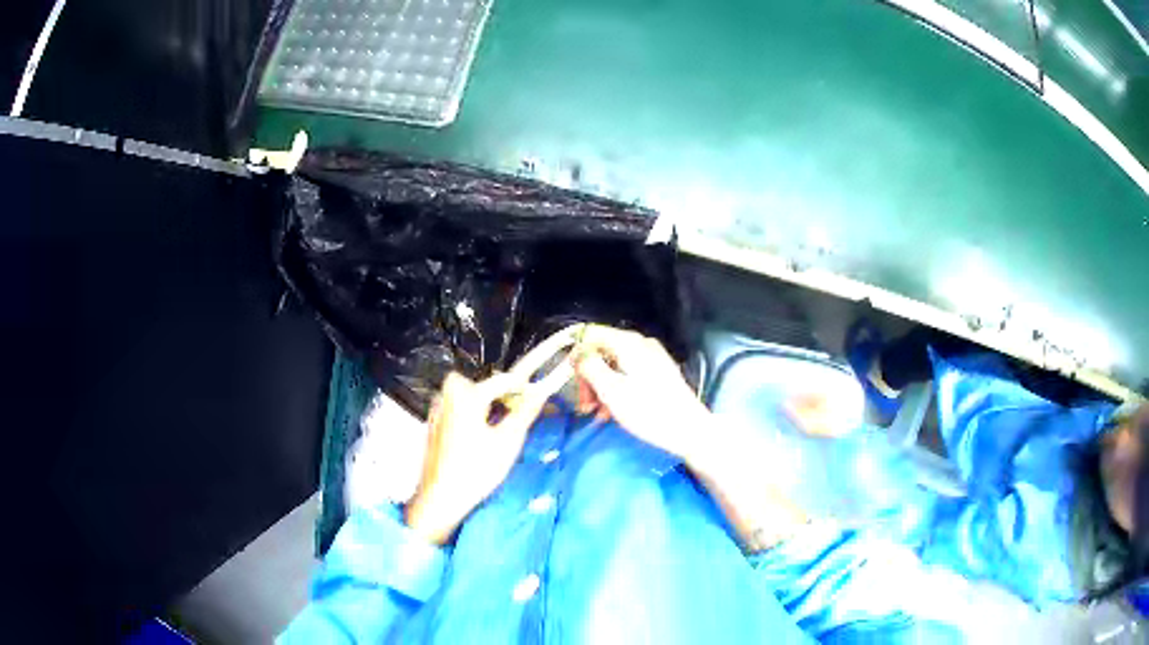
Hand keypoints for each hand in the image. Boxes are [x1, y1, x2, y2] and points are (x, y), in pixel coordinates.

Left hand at [405, 365, 570, 544]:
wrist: (441, 496)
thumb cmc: (477, 470)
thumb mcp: (508, 442)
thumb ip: (525, 413)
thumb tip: (541, 393)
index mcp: (467, 396)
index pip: (501, 381)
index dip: (522, 387)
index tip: (538, 395)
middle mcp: (448, 398)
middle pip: (476, 382)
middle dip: (495, 391)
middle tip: (512, 406)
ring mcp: (438, 412)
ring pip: (462, 394)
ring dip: (481, 402)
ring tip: (497, 422)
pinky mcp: (433, 427)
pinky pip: (453, 409)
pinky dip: (468, 414)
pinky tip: (477, 436)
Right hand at [573, 325, 810, 550]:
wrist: (690, 431)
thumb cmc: (649, 412)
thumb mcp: (612, 391)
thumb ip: (590, 367)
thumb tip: (577, 354)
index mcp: (629, 343)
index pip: (590, 335)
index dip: (575, 355)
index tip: (569, 382)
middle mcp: (640, 344)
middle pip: (601, 351)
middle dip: (588, 377)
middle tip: (584, 406)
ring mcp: (651, 358)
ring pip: (613, 365)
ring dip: (600, 387)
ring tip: (597, 414)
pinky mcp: (658, 374)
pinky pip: (627, 374)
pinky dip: (615, 390)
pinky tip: (612, 412)